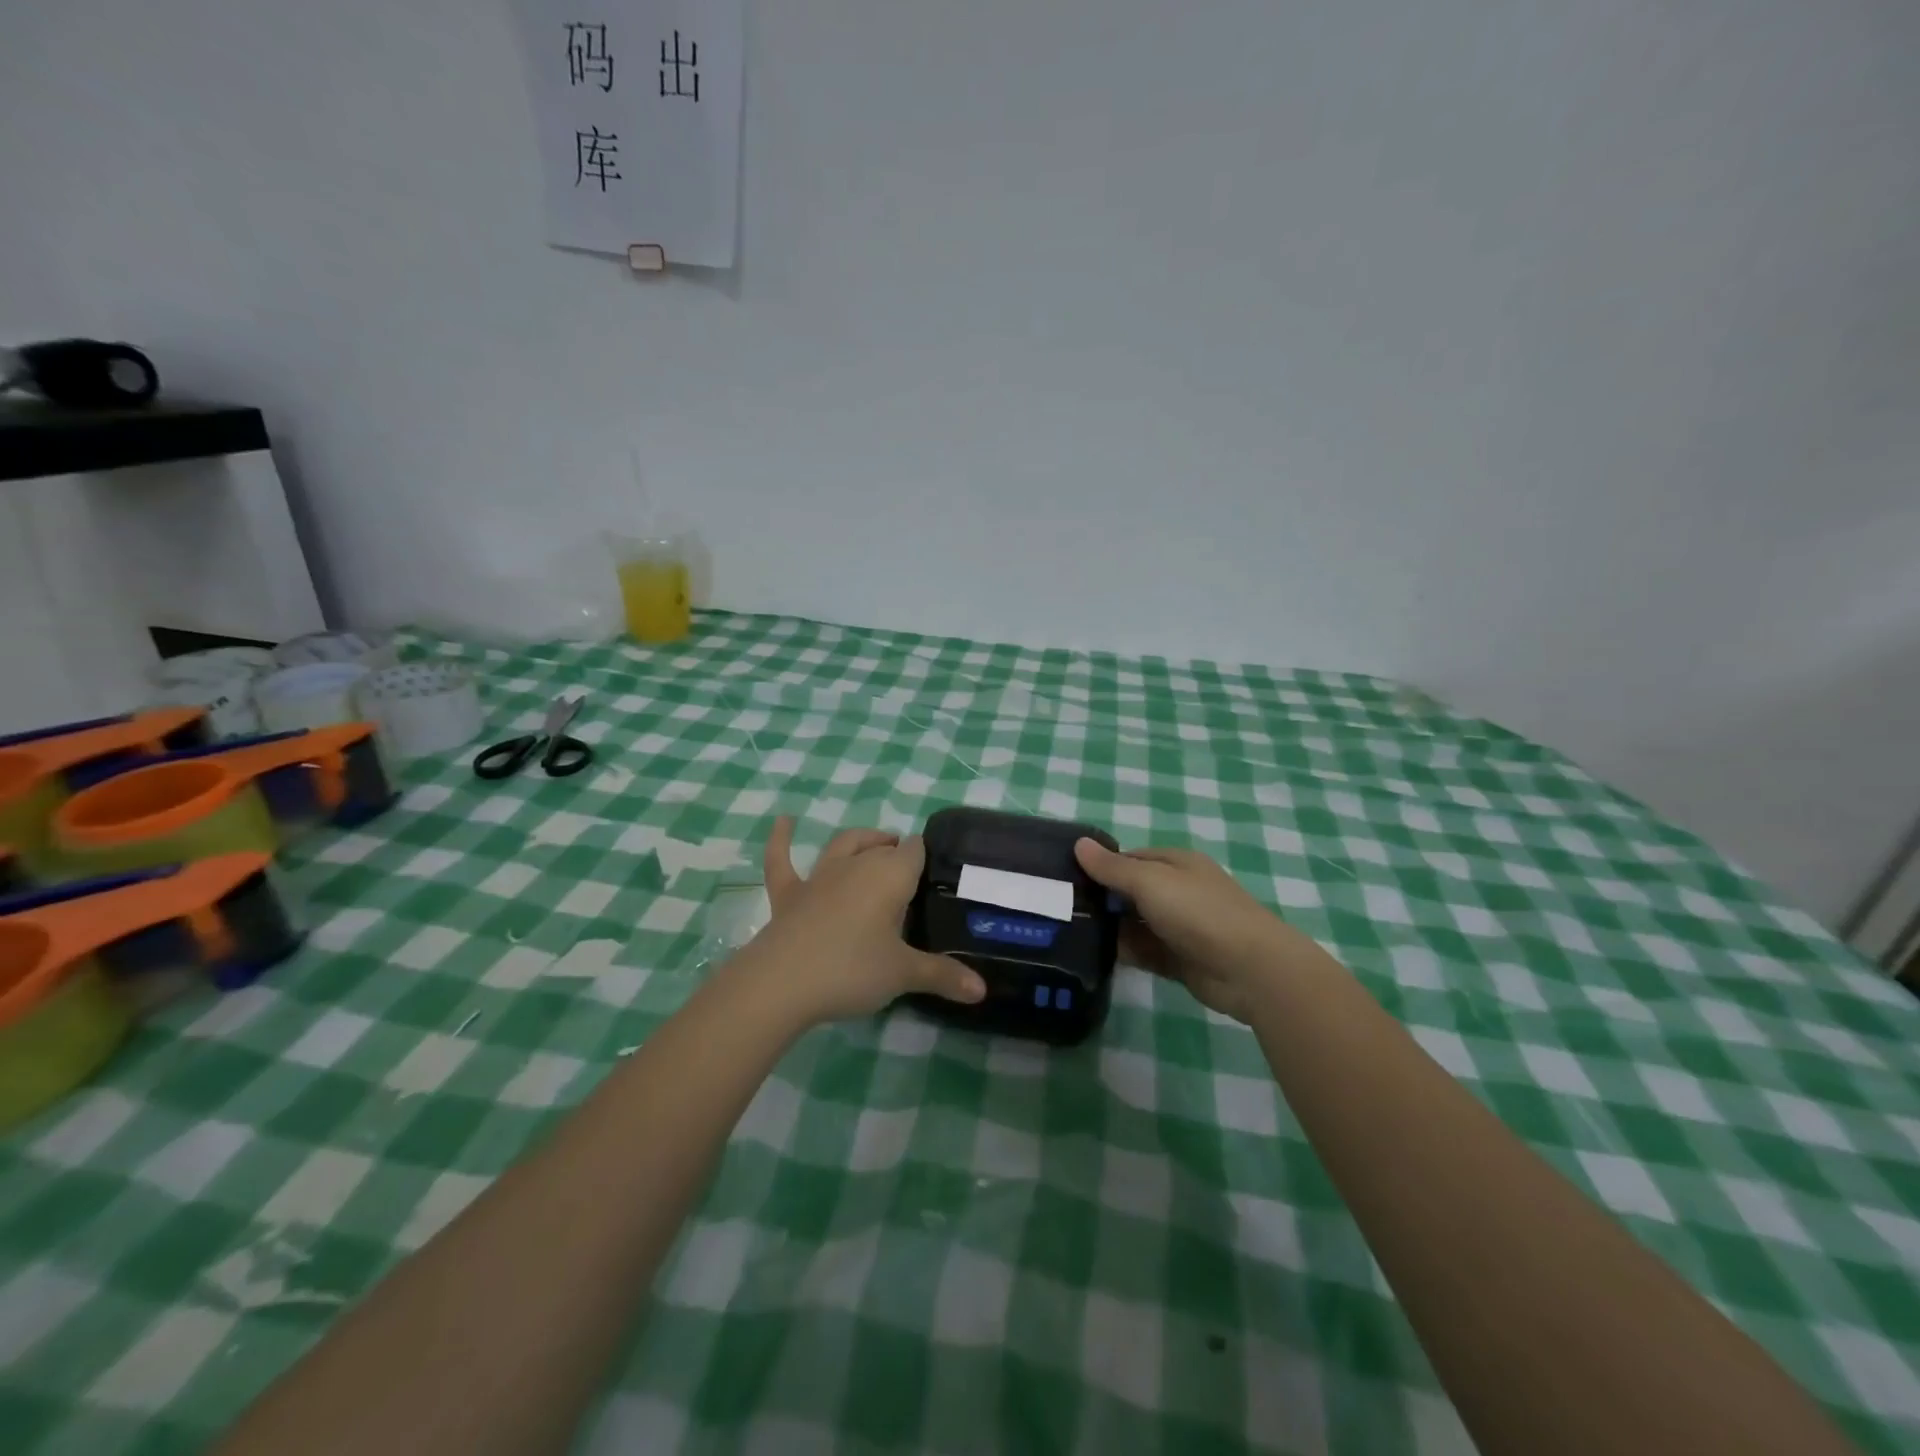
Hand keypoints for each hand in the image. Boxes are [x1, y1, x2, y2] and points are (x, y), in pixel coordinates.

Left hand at [736, 817, 985, 1025]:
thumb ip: (943, 977)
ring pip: (844, 845)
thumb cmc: (852, 970)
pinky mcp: (788, 894)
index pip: (916, 850)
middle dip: (898, 854)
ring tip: (875, 844)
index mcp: (890, 876)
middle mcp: (857, 866)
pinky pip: (782, 859)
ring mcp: (819, 877)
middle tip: (912, 876)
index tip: (937, 875)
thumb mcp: (904, 975)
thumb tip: (982, 991)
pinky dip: (782, 839)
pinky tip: (784, 820)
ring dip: (861, 841)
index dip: (926, 857)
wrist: (782, 983)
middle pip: (883, 848)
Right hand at [1073, 839, 1319, 1022]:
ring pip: (1134, 923)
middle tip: (1059, 908)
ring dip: (1108, 928)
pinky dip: (1123, 952)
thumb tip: (1078, 843)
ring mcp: (1179, 927)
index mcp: (1175, 864)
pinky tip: (1092, 956)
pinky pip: (1143, 951)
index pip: (1129, 859)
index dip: (1099, 866)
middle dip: (1100, 899)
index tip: (1064, 877)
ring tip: (1066, 933)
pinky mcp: (1178, 959)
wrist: (1249, 969)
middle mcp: (1177, 891)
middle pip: (1129, 891)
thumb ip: (1112, 867)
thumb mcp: (1150, 881)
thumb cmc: (1198, 912)